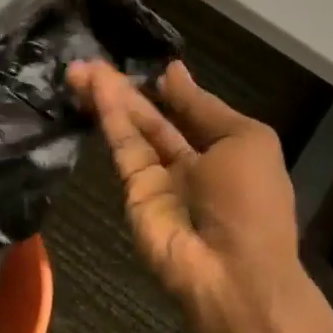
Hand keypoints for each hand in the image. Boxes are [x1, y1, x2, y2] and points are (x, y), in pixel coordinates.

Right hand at [68, 60, 298, 305]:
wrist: (232, 272)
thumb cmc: (251, 201)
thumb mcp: (245, 140)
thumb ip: (202, 106)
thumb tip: (173, 71)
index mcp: (226, 150)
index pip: (190, 111)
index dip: (168, 88)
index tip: (145, 64)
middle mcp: (190, 162)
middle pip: (152, 118)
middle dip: (127, 89)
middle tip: (92, 61)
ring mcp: (159, 178)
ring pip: (130, 129)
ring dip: (109, 97)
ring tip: (80, 67)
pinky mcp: (132, 191)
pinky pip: (122, 147)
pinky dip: (109, 117)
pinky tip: (94, 89)